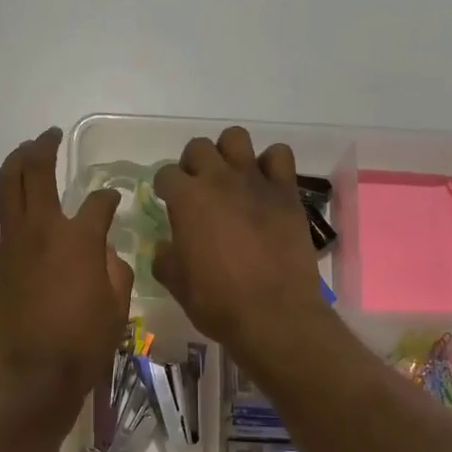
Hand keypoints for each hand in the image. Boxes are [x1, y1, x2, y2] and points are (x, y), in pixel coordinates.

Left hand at [0, 128, 132, 420]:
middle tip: (50, 137)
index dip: (108, 198)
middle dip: (46, 148)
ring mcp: (9, 244)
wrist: (33, 380)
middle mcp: (43, 229)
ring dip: (14, 161)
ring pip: (6, 186)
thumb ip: (115, 271)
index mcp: (81, 239)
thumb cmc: (83, 347)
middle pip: (40, 173)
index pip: (99, 203)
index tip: (112, 201)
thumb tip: (106, 252)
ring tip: (23, 150)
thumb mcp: (118, 309)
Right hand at [153, 128, 329, 352]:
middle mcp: (219, 180)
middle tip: (198, 190)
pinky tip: (265, 186)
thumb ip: (165, 256)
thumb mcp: (175, 282)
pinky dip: (270, 164)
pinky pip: (279, 156)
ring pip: (236, 138)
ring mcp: (255, 181)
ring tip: (231, 179)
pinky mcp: (286, 191)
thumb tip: (166, 246)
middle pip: (199, 147)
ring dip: (229, 153)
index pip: (165, 173)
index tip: (168, 202)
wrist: (273, 314)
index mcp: (187, 199)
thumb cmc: (217, 301)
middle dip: (193, 164)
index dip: (164, 187)